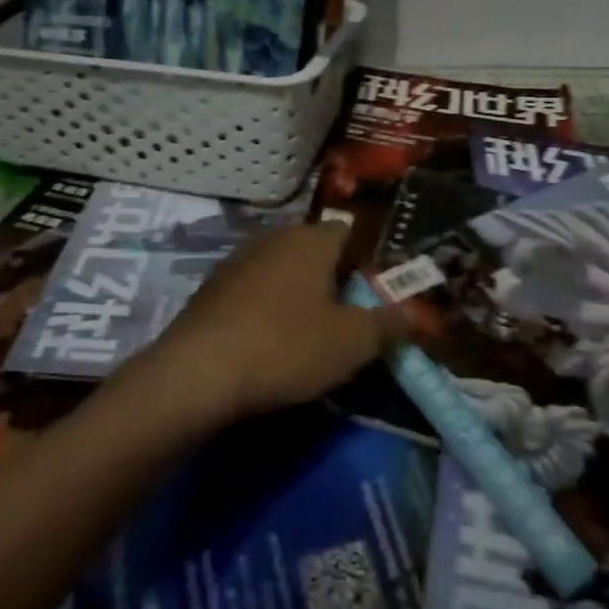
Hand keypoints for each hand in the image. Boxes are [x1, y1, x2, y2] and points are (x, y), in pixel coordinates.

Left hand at [148, 222, 407, 423]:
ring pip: (283, 270)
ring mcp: (237, 260)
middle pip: (316, 250)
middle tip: (347, 318)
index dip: (368, 261)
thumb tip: (412, 313)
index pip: (351, 232)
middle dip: (334, 279)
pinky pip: (254, 291)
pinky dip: (267, 309)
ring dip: (299, 294)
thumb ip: (388, 324)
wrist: (195, 375)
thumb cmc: (285, 348)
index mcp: (311, 239)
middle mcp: (274, 237)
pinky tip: (267, 343)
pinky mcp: (211, 289)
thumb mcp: (353, 344)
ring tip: (308, 334)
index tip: (375, 295)